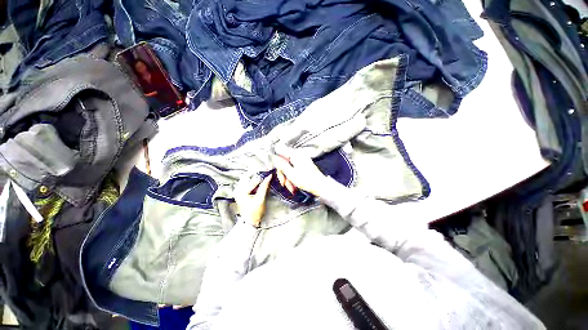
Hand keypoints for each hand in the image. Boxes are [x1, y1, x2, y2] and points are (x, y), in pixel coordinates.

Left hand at [234, 174, 272, 226]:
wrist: (250, 222)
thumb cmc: (255, 212)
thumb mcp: (261, 198)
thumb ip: (264, 186)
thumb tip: (269, 176)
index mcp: (241, 191)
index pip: (253, 180)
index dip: (262, 177)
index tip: (269, 174)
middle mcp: (238, 189)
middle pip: (250, 179)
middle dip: (259, 178)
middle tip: (267, 176)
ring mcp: (239, 191)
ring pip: (249, 181)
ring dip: (257, 181)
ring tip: (265, 181)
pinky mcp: (241, 194)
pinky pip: (249, 185)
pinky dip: (255, 185)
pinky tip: (260, 186)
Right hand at [272, 151, 328, 196]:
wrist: (320, 186)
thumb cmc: (306, 180)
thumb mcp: (290, 173)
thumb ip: (281, 165)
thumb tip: (274, 158)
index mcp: (295, 154)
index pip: (280, 153)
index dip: (277, 162)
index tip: (276, 171)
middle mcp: (299, 155)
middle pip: (285, 162)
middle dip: (283, 174)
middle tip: (283, 184)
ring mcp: (302, 161)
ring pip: (289, 168)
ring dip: (288, 178)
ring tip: (291, 188)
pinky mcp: (304, 166)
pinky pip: (295, 170)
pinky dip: (293, 178)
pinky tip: (294, 186)